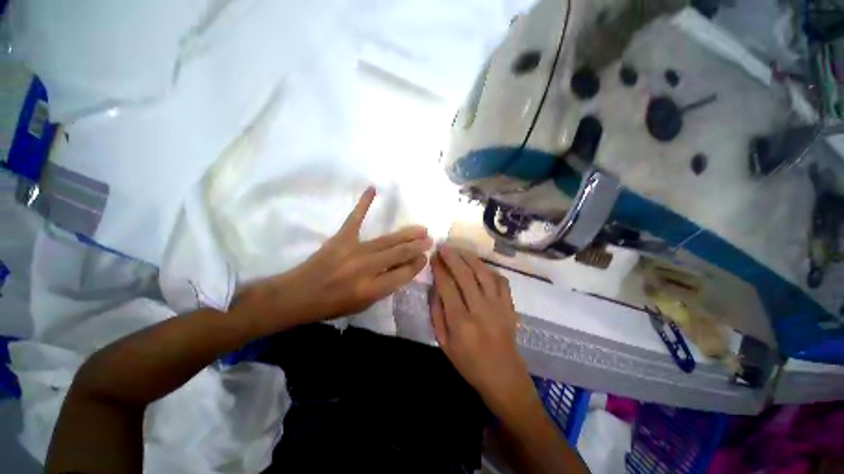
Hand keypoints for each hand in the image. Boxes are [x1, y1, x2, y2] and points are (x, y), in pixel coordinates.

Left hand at [239, 187, 431, 329]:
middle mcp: (367, 268)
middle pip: (399, 254)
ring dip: (407, 234)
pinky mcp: (341, 238)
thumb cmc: (332, 305)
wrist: (298, 295)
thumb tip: (402, 268)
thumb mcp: (363, 304)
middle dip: (417, 247)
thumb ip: (385, 286)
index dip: (417, 265)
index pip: (403, 273)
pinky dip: (364, 203)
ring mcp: (354, 250)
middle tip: (429, 240)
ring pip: (388, 240)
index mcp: (372, 288)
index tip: (425, 257)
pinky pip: (355, 218)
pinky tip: (372, 188)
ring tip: (421, 229)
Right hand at [430, 246, 534, 413]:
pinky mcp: (510, 305)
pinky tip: (480, 266)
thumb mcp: (444, 343)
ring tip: (459, 250)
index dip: (439, 269)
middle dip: (452, 258)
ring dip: (470, 258)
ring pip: (483, 273)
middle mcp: (480, 309)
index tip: (434, 257)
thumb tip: (436, 288)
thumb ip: (437, 314)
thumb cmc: (468, 362)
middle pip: (465, 275)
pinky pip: (501, 280)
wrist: (503, 376)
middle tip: (444, 246)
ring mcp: (498, 306)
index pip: (447, 286)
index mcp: (460, 321)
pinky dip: (490, 269)